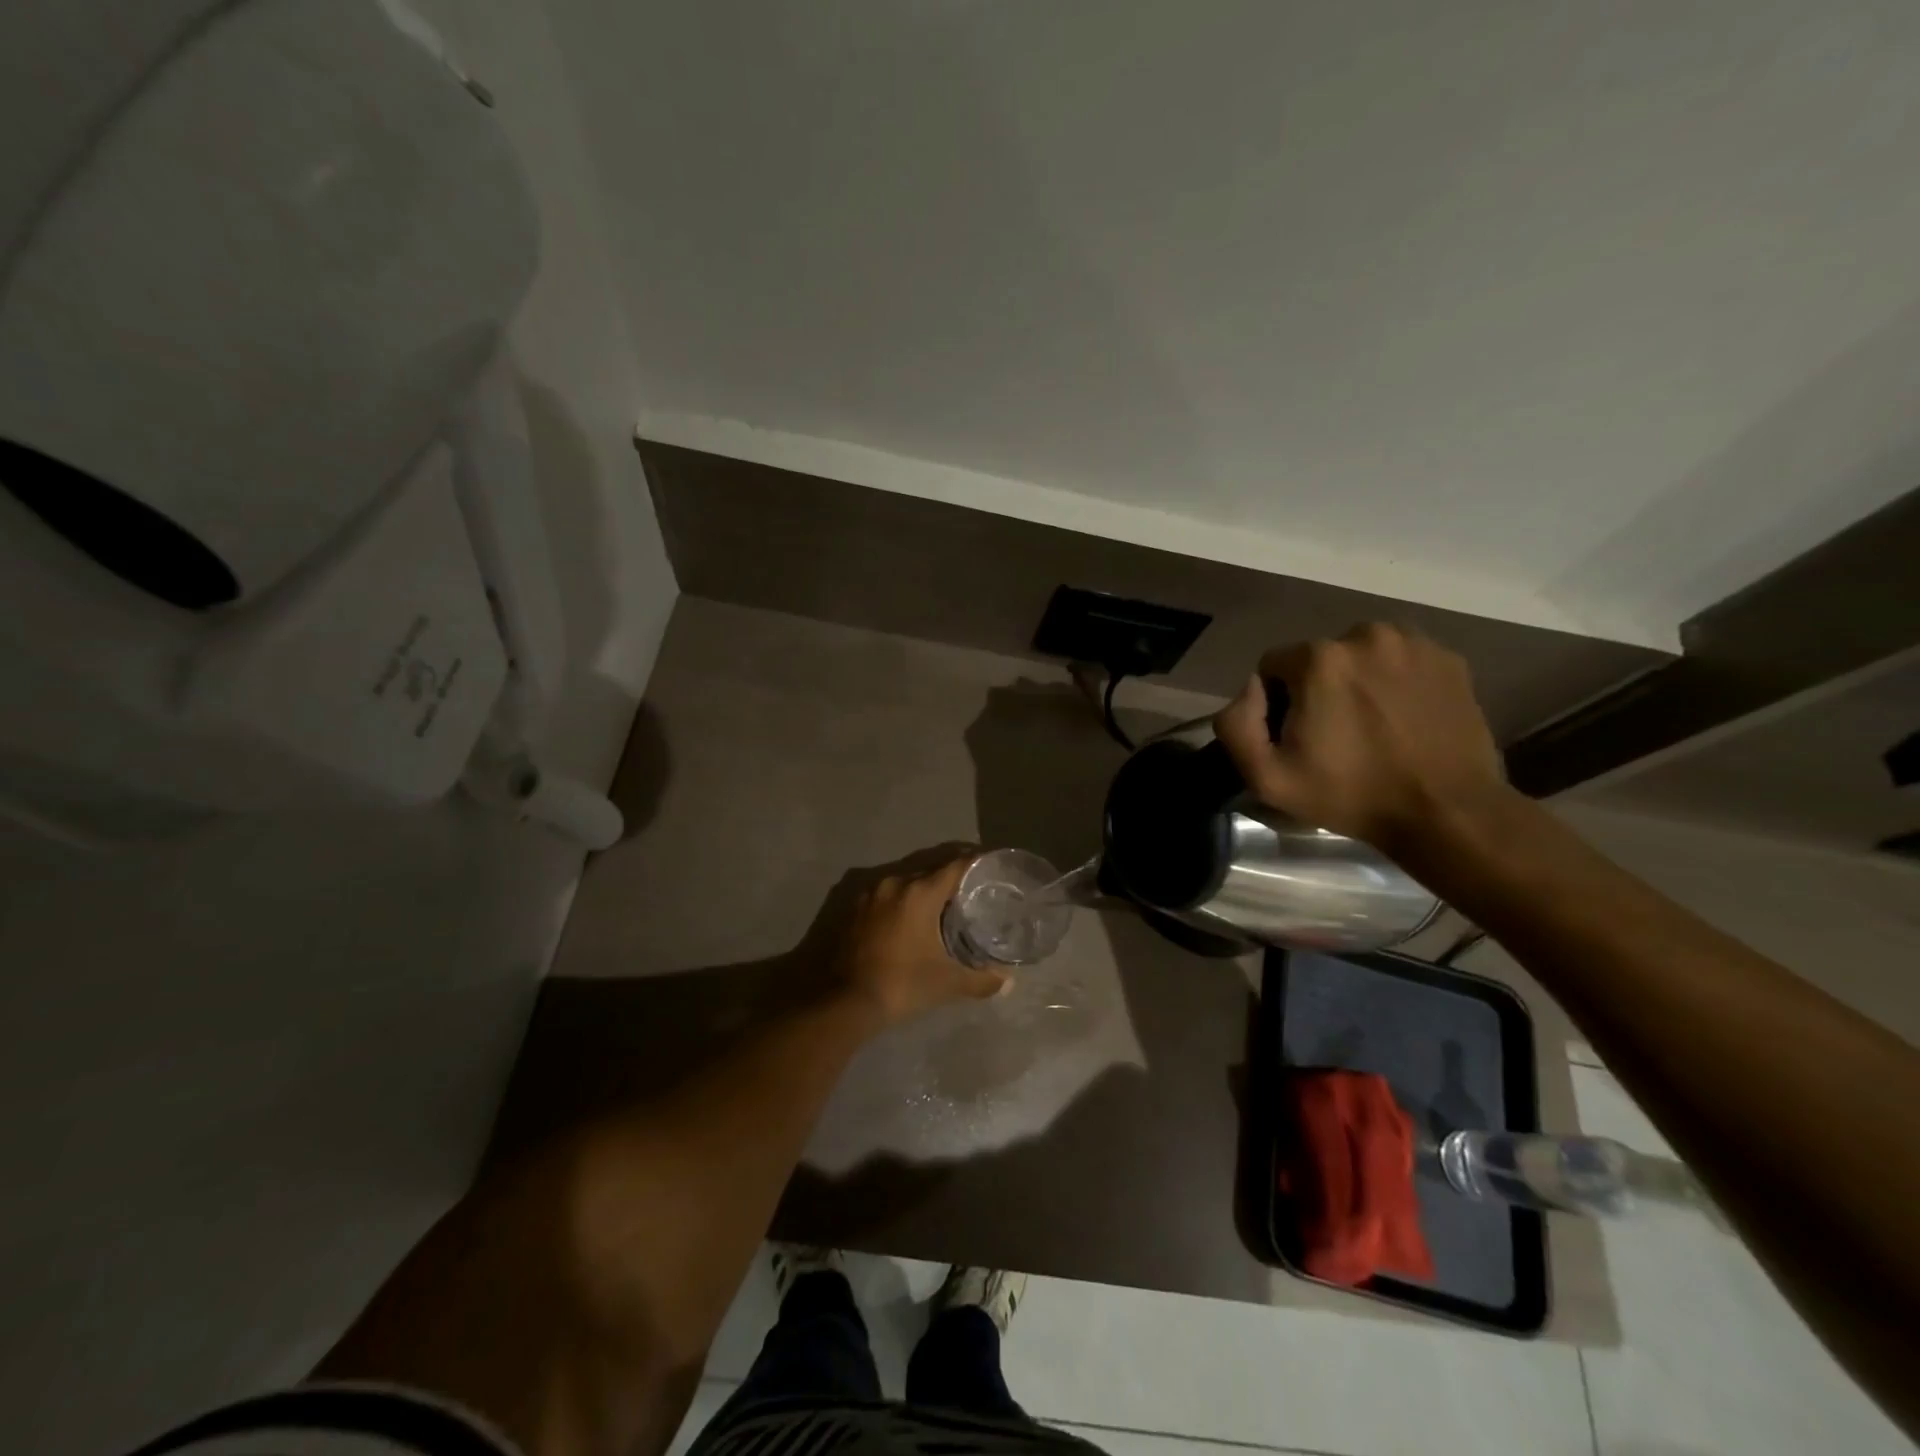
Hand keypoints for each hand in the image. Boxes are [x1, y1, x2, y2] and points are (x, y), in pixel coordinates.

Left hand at [836, 853, 1008, 1026]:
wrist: (844, 1001)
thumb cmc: (901, 984)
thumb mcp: (946, 983)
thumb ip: (981, 980)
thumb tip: (1009, 982)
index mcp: (919, 892)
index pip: (955, 865)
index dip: (975, 862)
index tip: (991, 864)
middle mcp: (894, 883)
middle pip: (930, 870)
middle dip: (952, 876)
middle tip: (973, 887)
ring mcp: (870, 894)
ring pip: (906, 881)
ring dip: (924, 888)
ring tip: (944, 902)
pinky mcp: (854, 908)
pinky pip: (887, 894)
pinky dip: (903, 900)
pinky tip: (911, 917)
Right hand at [1213, 623, 1512, 856]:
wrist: (1448, 812)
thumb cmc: (1351, 795)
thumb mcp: (1268, 777)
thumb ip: (1236, 725)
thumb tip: (1250, 690)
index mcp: (1319, 658)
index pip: (1273, 665)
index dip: (1276, 702)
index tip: (1296, 736)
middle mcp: (1366, 636)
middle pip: (1319, 658)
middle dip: (1318, 689)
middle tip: (1335, 735)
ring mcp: (1415, 644)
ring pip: (1362, 656)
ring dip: (1357, 682)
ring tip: (1372, 727)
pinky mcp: (1450, 660)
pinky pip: (1402, 662)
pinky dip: (1396, 683)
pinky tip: (1403, 720)